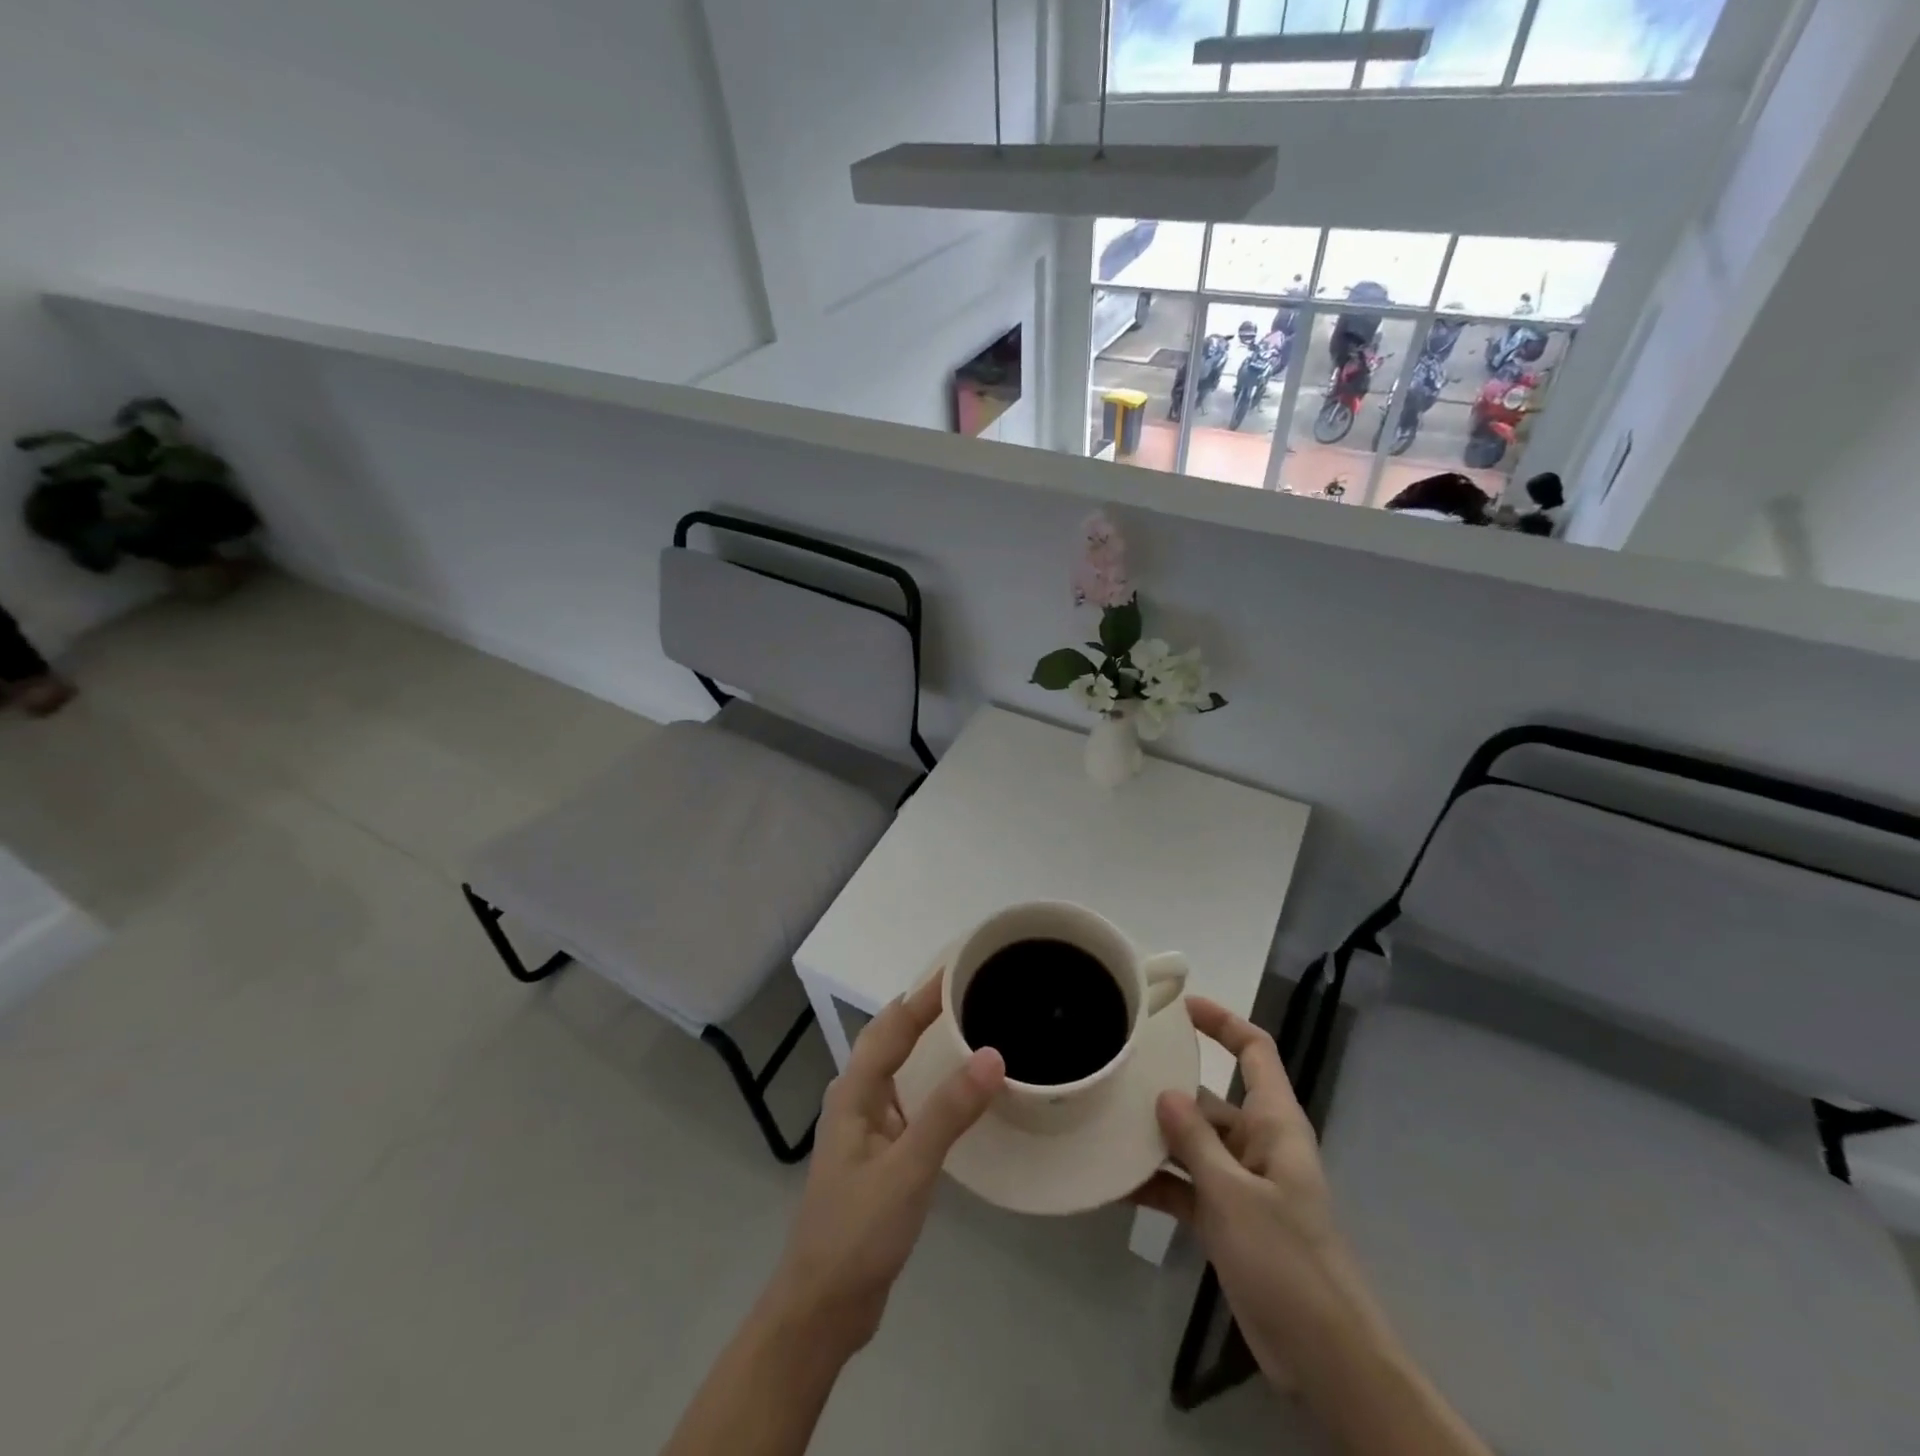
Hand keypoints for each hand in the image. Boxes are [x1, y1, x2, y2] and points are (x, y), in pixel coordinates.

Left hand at [767, 974, 1004, 1357]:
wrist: (823, 1305)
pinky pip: (907, 1101)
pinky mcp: (878, 1155)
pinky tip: (956, 1094)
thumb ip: (949, 1112)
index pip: (892, 1026)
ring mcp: (865, 1128)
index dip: (924, 994)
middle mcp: (855, 1099)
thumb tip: (992, 1054)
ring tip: (969, 1028)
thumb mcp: (908, 1168)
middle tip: (971, 991)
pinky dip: (930, 1083)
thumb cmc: (858, 1230)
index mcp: (854, 1092)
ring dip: (925, 1044)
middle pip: (889, 1040)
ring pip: (897, 1069)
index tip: (960, 965)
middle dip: (924, 1011)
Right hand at [1135, 996, 1367, 1381]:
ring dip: (1154, 1139)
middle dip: (1167, 1086)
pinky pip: (1185, 1186)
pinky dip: (1157, 1184)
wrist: (1324, 1357)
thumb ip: (1196, 1141)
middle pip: (1210, 1098)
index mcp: (1274, 1123)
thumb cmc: (1288, 1261)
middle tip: (1117, 1070)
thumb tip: (1164, 1092)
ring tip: (1103, 1123)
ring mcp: (1240, 1183)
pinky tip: (1115, 1184)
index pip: (1254, 1051)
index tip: (1179, 1007)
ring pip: (1191, 1143)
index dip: (1222, 1022)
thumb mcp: (1235, 1196)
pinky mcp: (1226, 1218)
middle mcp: (1257, 1144)